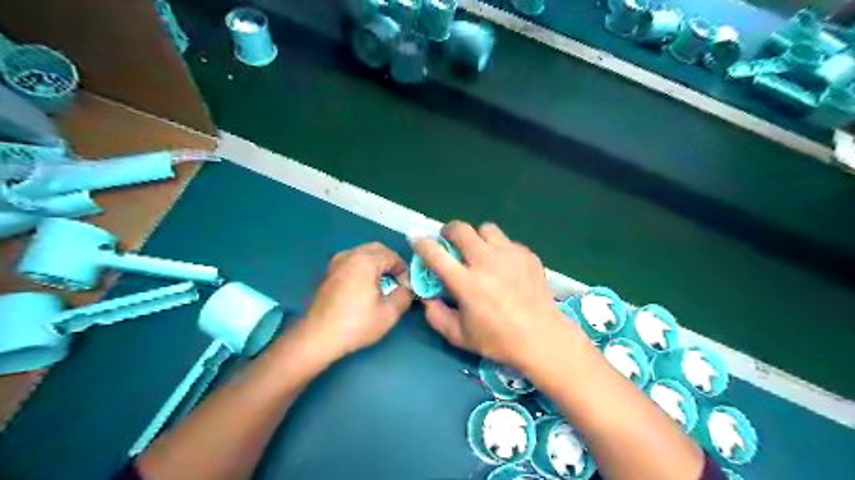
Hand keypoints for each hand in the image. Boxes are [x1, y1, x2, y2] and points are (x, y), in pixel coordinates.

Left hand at [304, 243, 414, 360]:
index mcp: (365, 260)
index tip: (407, 287)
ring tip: (383, 283)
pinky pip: (351, 261)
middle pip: (377, 249)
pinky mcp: (328, 273)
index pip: (393, 256)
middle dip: (390, 262)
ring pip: (363, 253)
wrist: (317, 337)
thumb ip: (404, 295)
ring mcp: (336, 263)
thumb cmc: (355, 324)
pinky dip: (363, 267)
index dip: (404, 270)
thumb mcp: (389, 313)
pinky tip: (365, 286)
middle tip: (398, 281)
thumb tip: (407, 287)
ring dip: (376, 263)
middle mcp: (349, 255)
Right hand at [413, 221, 569, 367]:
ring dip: (476, 236)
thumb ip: (436, 315)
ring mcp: (510, 255)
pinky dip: (499, 248)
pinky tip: (503, 266)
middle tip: (449, 241)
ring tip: (479, 251)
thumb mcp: (459, 336)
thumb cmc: (498, 340)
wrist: (542, 337)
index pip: (436, 253)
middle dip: (449, 231)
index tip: (418, 240)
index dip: (422, 243)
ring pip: (486, 228)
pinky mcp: (527, 254)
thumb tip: (426, 296)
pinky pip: (507, 241)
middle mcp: (486, 262)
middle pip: (461, 229)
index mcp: (467, 283)